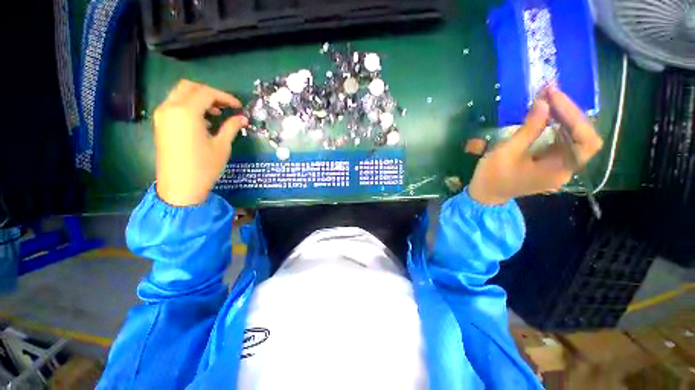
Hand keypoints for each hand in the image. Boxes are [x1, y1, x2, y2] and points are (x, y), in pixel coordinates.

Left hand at [153, 79, 247, 205]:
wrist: (180, 187)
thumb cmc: (204, 167)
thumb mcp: (222, 146)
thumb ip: (231, 127)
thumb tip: (242, 118)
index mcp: (186, 112)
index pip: (206, 93)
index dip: (225, 97)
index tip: (238, 106)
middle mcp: (170, 108)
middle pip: (189, 87)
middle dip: (210, 93)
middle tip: (226, 106)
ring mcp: (162, 115)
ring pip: (180, 94)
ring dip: (199, 98)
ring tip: (216, 114)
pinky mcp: (161, 124)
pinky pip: (174, 105)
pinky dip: (189, 106)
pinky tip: (203, 121)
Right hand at [468, 86, 603, 204]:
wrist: (485, 193)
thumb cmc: (492, 176)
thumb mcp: (506, 152)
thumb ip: (528, 129)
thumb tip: (544, 102)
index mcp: (558, 170)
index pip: (585, 141)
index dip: (575, 116)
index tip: (554, 97)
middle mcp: (566, 168)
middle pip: (583, 136)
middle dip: (569, 112)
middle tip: (550, 94)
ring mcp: (560, 165)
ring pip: (575, 136)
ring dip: (564, 116)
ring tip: (549, 99)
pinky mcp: (551, 162)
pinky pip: (563, 139)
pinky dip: (557, 124)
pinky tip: (547, 114)